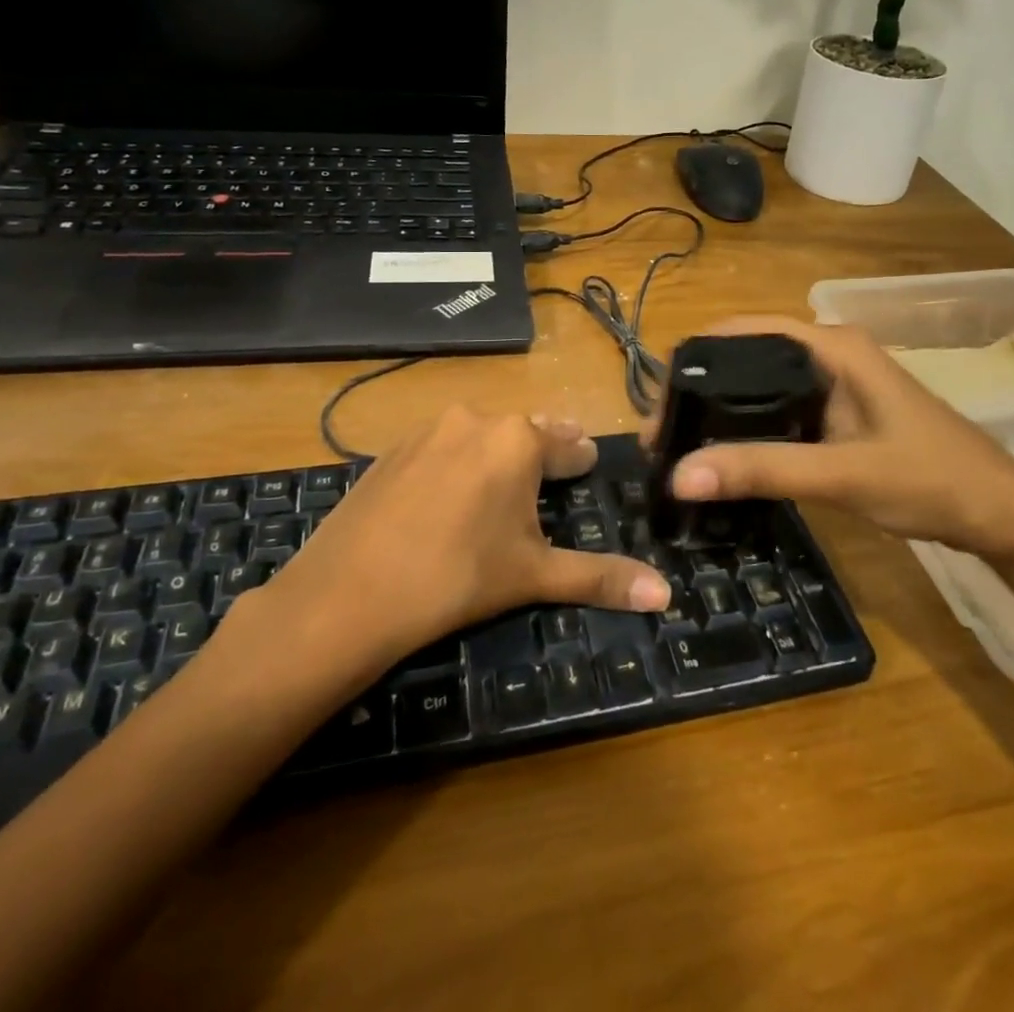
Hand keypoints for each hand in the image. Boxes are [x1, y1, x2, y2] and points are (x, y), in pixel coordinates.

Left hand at [257, 406, 671, 666]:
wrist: (346, 594)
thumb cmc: (457, 578)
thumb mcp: (534, 576)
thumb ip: (601, 577)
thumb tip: (666, 594)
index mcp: (519, 440)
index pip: (567, 445)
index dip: (581, 459)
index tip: (589, 463)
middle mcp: (476, 419)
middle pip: (525, 432)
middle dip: (544, 449)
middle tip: (559, 465)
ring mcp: (429, 429)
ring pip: (481, 434)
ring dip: (499, 453)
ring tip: (505, 482)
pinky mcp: (392, 448)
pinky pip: (442, 446)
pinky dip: (457, 461)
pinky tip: (451, 492)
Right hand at [647, 316, 1013, 563]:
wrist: (1003, 515)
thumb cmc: (931, 479)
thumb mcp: (842, 474)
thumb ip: (762, 470)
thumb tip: (679, 475)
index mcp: (830, 346)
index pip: (741, 332)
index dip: (693, 360)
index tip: (659, 407)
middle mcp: (828, 353)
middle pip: (745, 357)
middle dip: (700, 390)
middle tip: (663, 439)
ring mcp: (835, 384)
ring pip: (760, 386)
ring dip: (721, 412)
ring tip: (681, 450)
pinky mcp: (839, 414)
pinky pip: (779, 411)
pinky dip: (749, 429)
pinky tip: (727, 458)